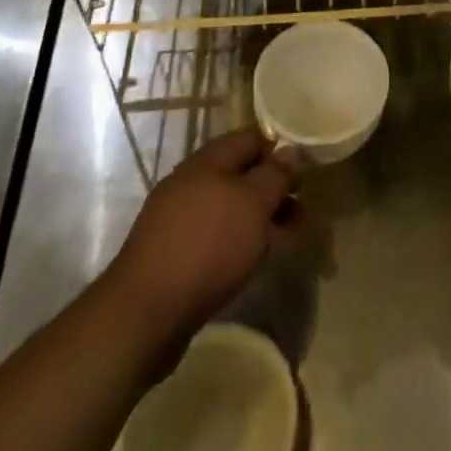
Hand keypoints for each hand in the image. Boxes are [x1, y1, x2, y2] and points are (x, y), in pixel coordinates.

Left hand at [104, 129, 298, 355]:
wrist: (144, 313)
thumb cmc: (208, 246)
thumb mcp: (254, 204)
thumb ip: (276, 174)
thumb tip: (291, 149)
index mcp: (209, 159)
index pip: (252, 138)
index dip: (280, 150)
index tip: (305, 172)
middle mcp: (190, 180)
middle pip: (240, 173)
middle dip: (271, 190)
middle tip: (299, 211)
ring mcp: (176, 216)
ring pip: (227, 206)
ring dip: (256, 218)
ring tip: (281, 241)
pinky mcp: (170, 252)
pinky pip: (212, 235)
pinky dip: (235, 242)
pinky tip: (247, 262)